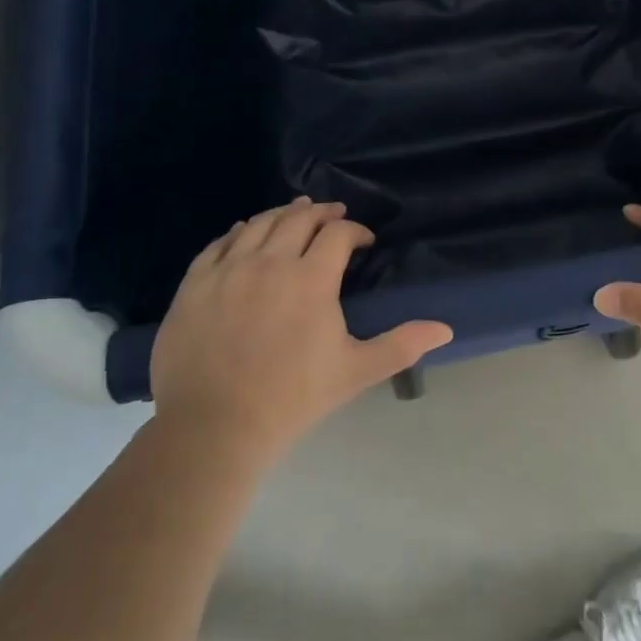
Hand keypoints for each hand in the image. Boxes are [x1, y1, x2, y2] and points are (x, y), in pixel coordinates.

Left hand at [150, 198, 452, 462]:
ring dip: (282, 214)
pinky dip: (239, 231)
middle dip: (321, 213)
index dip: (356, 231)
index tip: (364, 242)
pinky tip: (245, 231)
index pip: (338, 234)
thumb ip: (401, 345)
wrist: (213, 428)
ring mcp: (228, 270)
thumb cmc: (292, 399)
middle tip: (333, 215)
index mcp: (311, 278)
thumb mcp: (355, 371)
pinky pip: (219, 244)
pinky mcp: (195, 284)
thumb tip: (446, 329)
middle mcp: (270, 261)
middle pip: (298, 218)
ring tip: (295, 212)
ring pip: (259, 224)